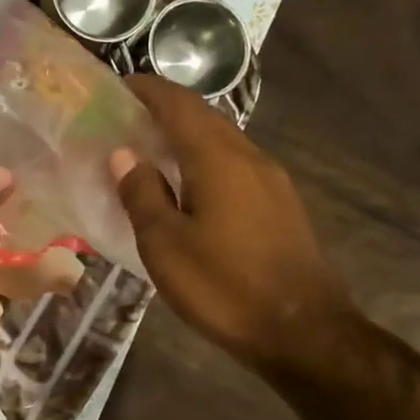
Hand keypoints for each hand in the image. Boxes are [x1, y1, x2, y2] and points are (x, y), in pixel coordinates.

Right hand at [110, 75, 350, 369]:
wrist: (303, 332)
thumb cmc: (224, 286)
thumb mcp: (165, 244)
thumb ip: (142, 194)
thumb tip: (124, 154)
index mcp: (218, 159)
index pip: (179, 104)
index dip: (147, 90)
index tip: (116, 87)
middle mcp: (249, 157)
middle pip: (203, 118)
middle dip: (164, 111)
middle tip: (124, 122)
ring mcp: (271, 181)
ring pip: (221, 142)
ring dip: (185, 138)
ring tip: (149, 154)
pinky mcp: (280, 205)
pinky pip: (234, 166)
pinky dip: (204, 162)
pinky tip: (187, 189)